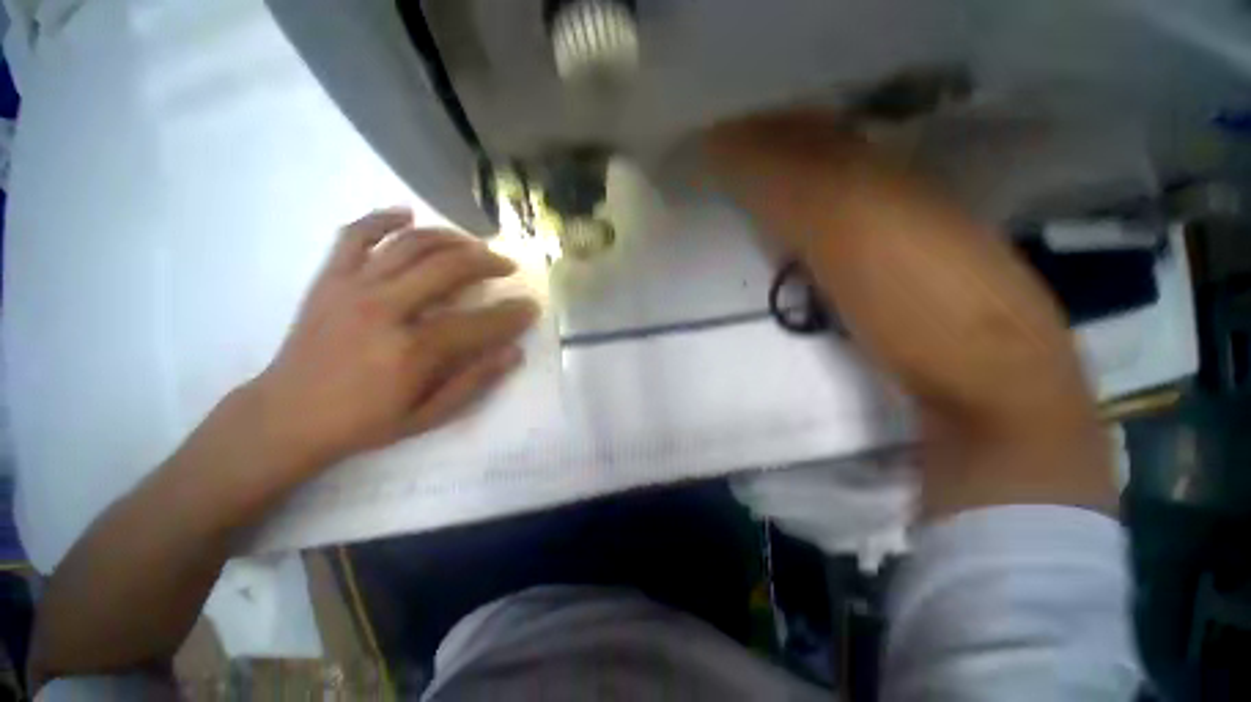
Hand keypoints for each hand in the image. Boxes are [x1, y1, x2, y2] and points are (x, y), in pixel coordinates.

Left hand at [250, 207, 538, 474]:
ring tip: (474, 243)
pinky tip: (406, 214)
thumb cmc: (364, 422)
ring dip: (450, 238)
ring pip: (410, 244)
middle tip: (507, 265)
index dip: (512, 314)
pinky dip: (381, 219)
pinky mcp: (329, 280)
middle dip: (488, 262)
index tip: (532, 306)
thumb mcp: (428, 415)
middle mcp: (384, 310)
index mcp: (412, 351)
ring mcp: (353, 288)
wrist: (287, 417)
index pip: (479, 323)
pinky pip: (355, 235)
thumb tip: (514, 353)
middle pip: (448, 268)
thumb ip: (474, 382)